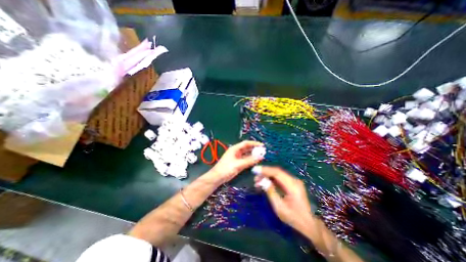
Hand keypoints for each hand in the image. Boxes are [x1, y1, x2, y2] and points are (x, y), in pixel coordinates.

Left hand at [209, 142, 263, 183]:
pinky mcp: (237, 163)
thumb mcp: (238, 164)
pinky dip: (250, 160)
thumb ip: (249, 161)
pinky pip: (245, 159)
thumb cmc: (226, 169)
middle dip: (254, 149)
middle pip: (247, 148)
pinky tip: (255, 161)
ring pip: (246, 154)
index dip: (254, 143)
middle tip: (263, 151)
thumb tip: (260, 157)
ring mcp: (237, 157)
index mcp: (235, 149)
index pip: (246, 143)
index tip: (262, 145)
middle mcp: (236, 151)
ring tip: (261, 156)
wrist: (217, 177)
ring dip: (253, 155)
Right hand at [254, 167, 314, 230]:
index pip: (277, 172)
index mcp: (292, 185)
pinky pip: (279, 179)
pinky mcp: (291, 184)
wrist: (309, 224)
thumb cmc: (294, 218)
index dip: (265, 170)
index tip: (255, 170)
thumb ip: (271, 192)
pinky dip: (271, 180)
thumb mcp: (280, 207)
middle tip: (255, 177)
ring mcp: (293, 182)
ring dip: (267, 176)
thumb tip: (262, 180)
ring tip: (257, 182)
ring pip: (277, 175)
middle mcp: (294, 180)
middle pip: (277, 172)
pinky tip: (264, 183)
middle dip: (264, 173)